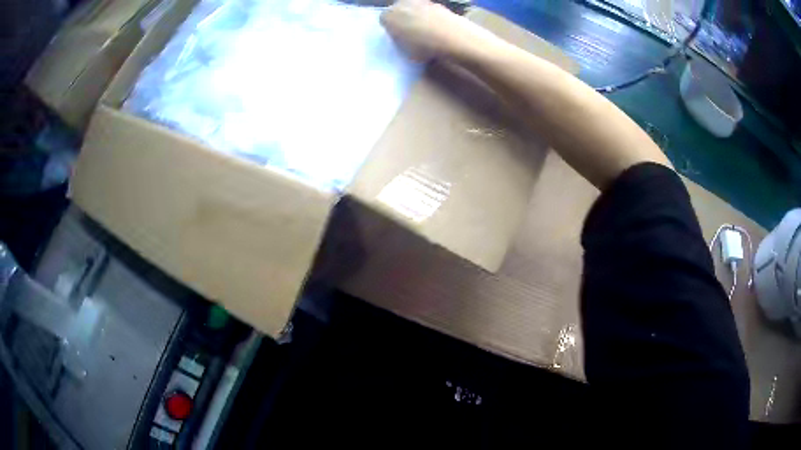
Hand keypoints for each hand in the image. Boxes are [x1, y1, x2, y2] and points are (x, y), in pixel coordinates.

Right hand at [380, 0, 478, 60]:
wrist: (452, 36)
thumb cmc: (423, 46)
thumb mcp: (404, 51)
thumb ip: (399, 41)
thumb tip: (403, 38)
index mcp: (388, 16)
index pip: (384, 19)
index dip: (391, 28)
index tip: (397, 37)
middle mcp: (401, 4)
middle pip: (398, 10)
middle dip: (402, 19)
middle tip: (410, 33)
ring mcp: (420, 1)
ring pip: (413, 9)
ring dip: (417, 17)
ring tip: (426, 32)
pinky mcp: (436, 3)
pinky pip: (428, 10)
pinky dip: (431, 17)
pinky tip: (438, 29)